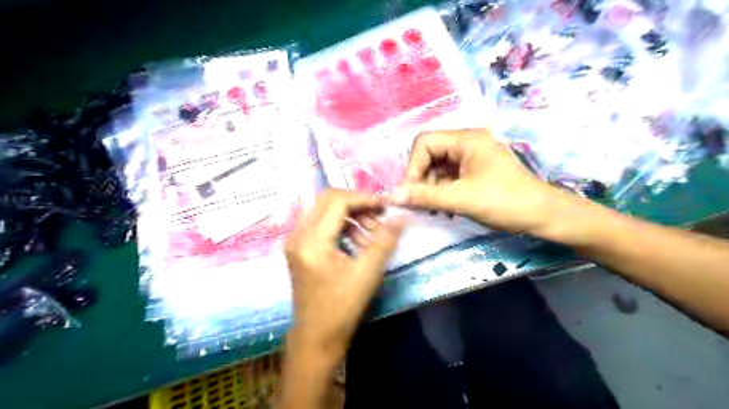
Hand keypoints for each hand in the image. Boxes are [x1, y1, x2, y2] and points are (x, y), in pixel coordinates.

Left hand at [284, 189, 406, 359]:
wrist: (316, 338)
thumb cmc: (341, 308)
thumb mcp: (367, 273)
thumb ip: (384, 241)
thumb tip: (401, 216)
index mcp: (312, 241)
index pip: (337, 201)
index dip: (363, 198)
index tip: (385, 206)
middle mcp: (298, 235)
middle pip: (327, 200)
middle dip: (356, 203)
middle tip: (379, 216)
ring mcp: (296, 241)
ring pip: (324, 211)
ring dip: (350, 216)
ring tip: (372, 234)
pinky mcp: (299, 248)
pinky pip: (321, 224)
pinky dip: (341, 226)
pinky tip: (358, 243)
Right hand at [393, 130, 561, 234]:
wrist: (543, 216)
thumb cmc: (505, 202)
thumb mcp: (461, 199)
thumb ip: (425, 196)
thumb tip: (392, 196)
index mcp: (467, 139)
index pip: (425, 142)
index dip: (413, 166)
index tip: (412, 192)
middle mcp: (468, 142)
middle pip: (430, 154)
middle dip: (421, 179)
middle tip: (420, 203)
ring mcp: (472, 157)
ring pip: (438, 167)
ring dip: (430, 187)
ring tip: (434, 208)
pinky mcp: (475, 170)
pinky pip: (449, 176)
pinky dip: (442, 191)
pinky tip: (444, 208)